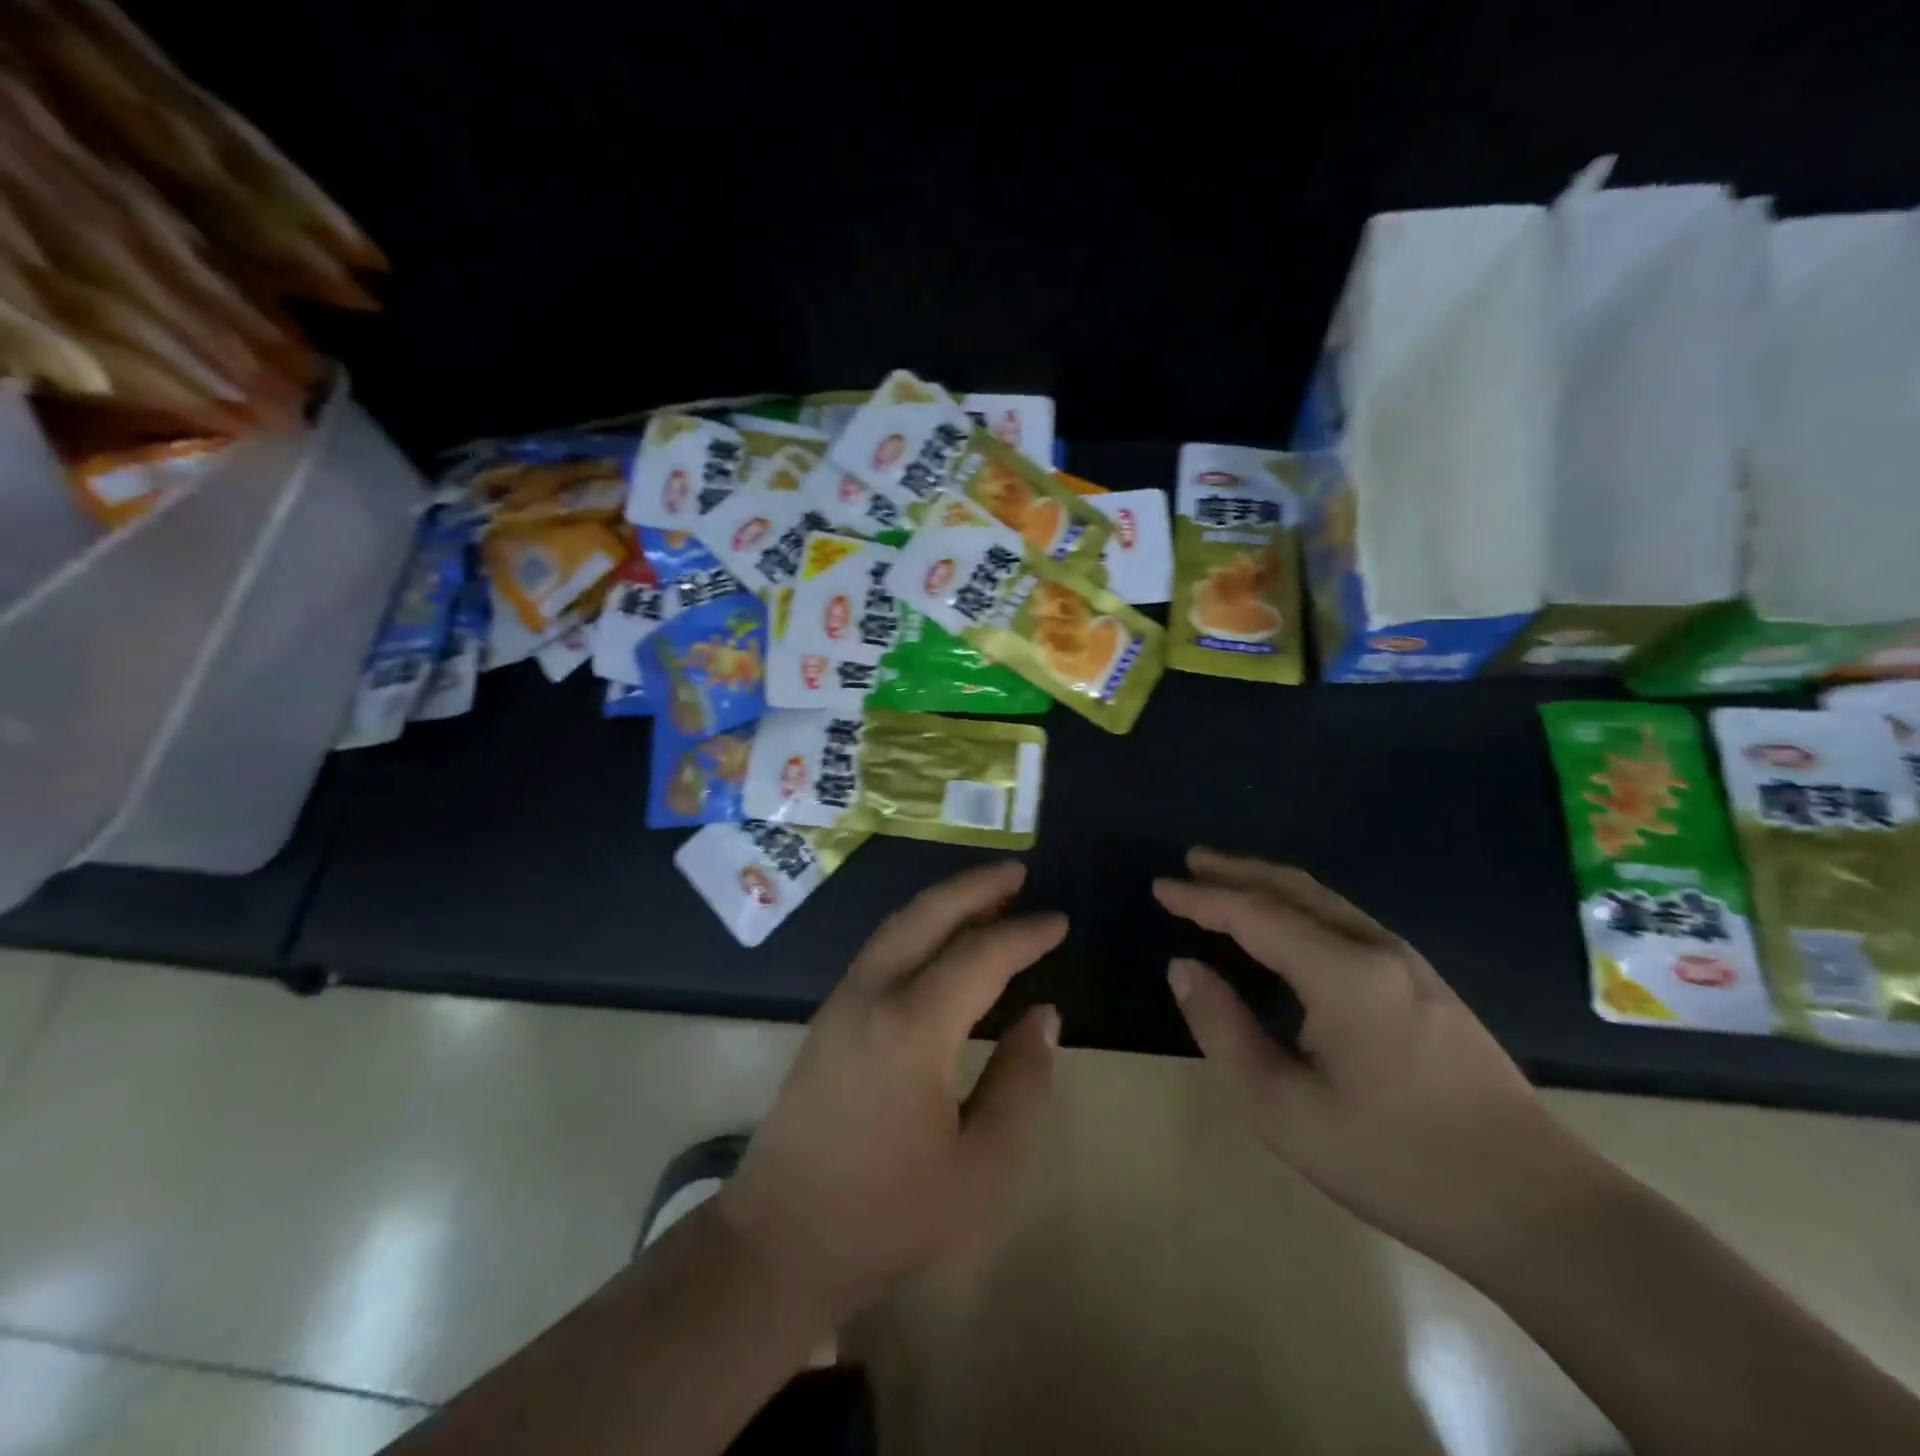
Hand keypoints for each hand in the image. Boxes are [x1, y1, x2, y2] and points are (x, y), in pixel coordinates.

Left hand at [715, 860, 1062, 1325]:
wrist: (779, 1241)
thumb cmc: (887, 1213)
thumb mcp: (981, 1169)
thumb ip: (1021, 1083)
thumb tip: (1043, 1015)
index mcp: (913, 1027)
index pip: (980, 956)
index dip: (1024, 935)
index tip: (1059, 921)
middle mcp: (873, 994)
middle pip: (928, 914)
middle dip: (976, 886)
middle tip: (1018, 872)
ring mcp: (843, 1000)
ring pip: (899, 924)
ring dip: (945, 902)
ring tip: (988, 895)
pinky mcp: (828, 1015)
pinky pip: (882, 947)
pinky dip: (919, 926)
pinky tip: (940, 939)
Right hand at [1154, 848, 1609, 1267]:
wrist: (1539, 1208)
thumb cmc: (1397, 1162)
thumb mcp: (1284, 1110)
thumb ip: (1224, 1030)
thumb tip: (1184, 968)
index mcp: (1341, 973)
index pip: (1254, 913)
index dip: (1201, 897)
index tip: (1159, 887)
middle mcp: (1376, 950)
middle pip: (1294, 889)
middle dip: (1237, 870)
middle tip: (1190, 863)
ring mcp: (1410, 964)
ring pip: (1325, 901)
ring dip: (1270, 884)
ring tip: (1227, 883)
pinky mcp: (1428, 985)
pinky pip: (1346, 921)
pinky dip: (1301, 907)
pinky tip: (1288, 927)